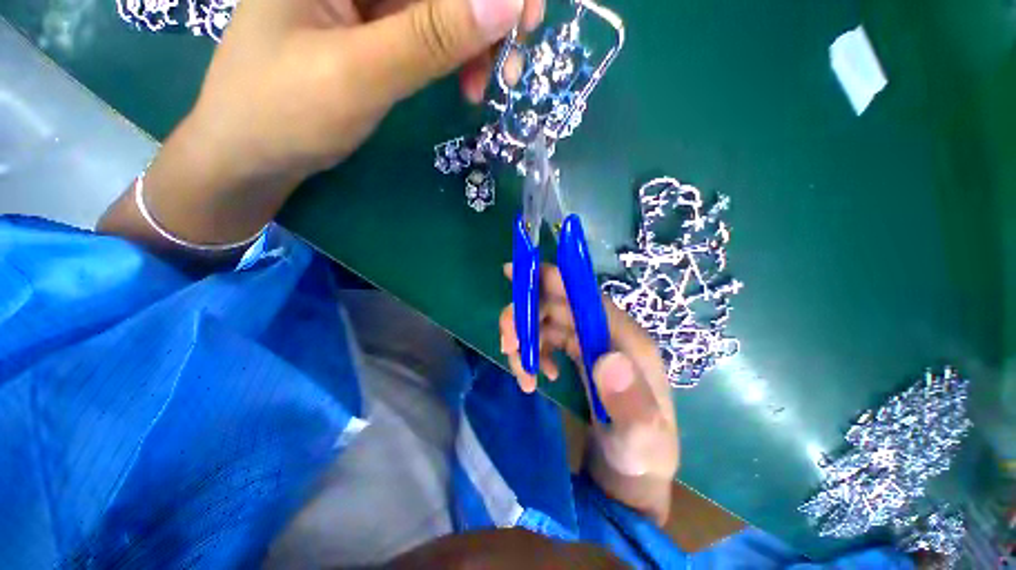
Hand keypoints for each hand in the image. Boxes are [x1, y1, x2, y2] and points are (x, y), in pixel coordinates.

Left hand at [190, 0, 543, 183]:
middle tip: (512, 62)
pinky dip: (456, 57)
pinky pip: (430, 32)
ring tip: (485, 87)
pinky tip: (465, 86)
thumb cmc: (284, 112)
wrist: (252, 153)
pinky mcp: (375, 29)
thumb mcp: (358, 75)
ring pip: (441, 7)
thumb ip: (430, 38)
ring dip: (476, 42)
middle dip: (486, 15)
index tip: (525, 17)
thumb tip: (507, 3)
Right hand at [499, 264, 679, 524]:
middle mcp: (606, 332)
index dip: (551, 280)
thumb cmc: (641, 454)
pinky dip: (533, 353)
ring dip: (526, 339)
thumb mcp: (641, 438)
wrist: (633, 472)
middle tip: (507, 343)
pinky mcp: (578, 355)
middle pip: (558, 305)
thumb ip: (631, 402)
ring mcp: (591, 343)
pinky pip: (546, 340)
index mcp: (625, 338)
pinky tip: (536, 376)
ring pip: (547, 322)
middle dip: (527, 317)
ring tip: (522, 372)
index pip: (584, 296)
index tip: (515, 272)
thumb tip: (606, 359)